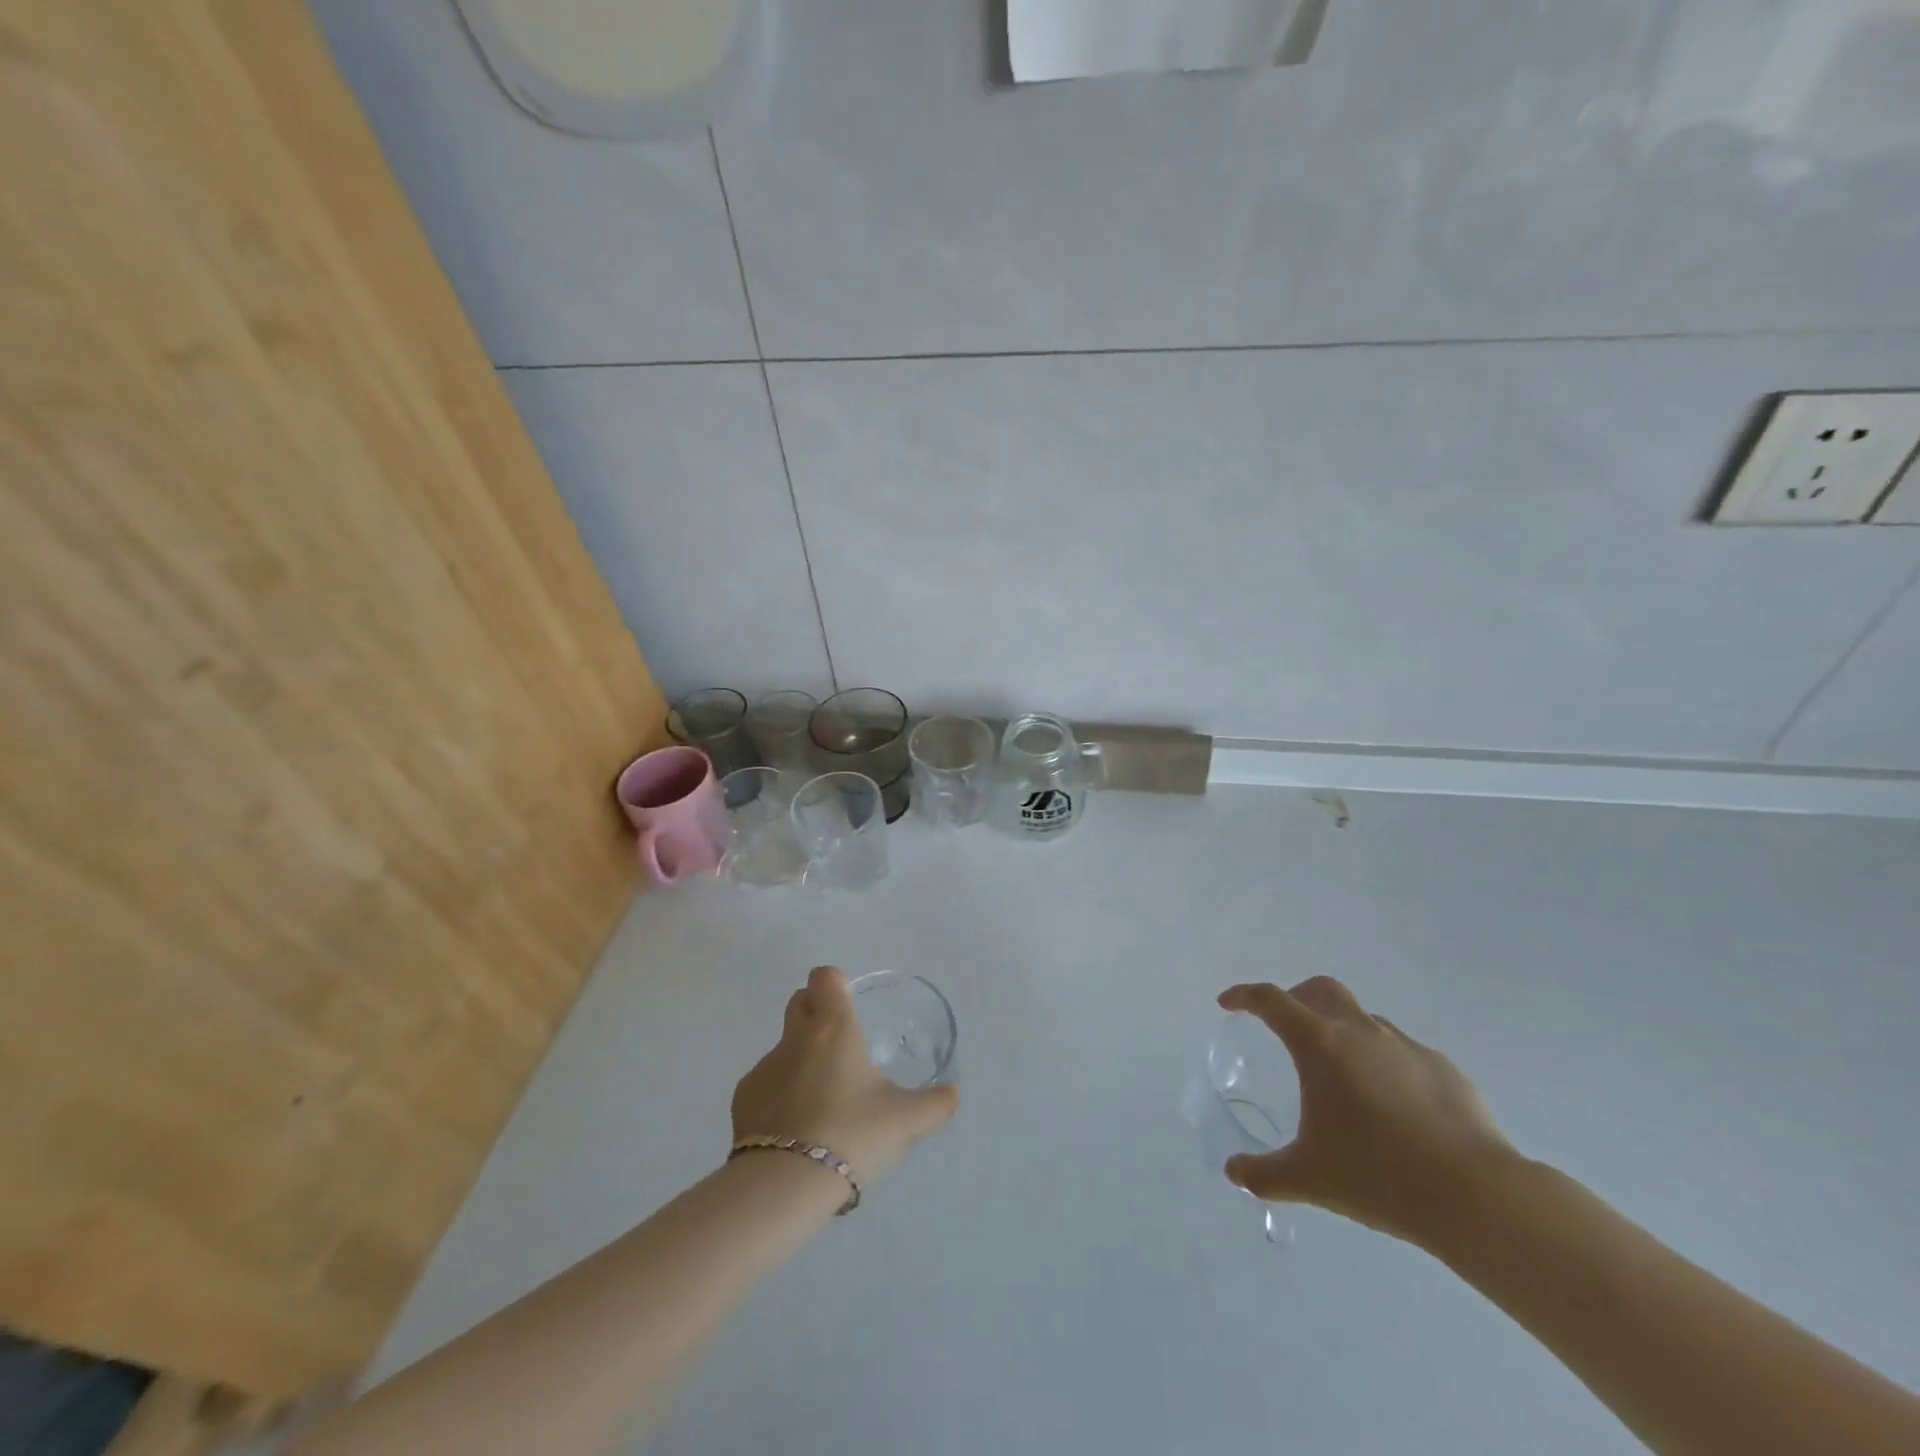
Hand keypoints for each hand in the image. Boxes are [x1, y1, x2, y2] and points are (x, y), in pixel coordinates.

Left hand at [732, 967, 958, 1185]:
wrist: (785, 1185)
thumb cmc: (852, 1134)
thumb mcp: (905, 1121)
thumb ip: (935, 1104)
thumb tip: (954, 1094)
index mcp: (834, 1027)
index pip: (824, 977)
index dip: (835, 983)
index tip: (849, 1004)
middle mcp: (795, 1037)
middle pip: (799, 1002)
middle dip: (816, 1012)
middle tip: (841, 1046)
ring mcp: (764, 1067)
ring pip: (784, 1047)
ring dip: (800, 1060)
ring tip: (822, 1102)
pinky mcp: (742, 1100)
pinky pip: (765, 1084)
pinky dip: (780, 1095)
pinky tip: (796, 1129)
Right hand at [1218, 977, 1519, 1247]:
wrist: (1476, 1196)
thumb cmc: (1378, 1176)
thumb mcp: (1308, 1178)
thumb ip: (1264, 1174)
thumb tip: (1234, 1172)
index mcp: (1320, 1044)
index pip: (1271, 1000)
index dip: (1244, 996)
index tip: (1228, 1004)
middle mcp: (1360, 1031)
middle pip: (1320, 989)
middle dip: (1296, 998)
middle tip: (1284, 1026)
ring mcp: (1406, 1046)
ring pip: (1364, 1019)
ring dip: (1343, 1032)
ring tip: (1342, 1077)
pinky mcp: (1444, 1069)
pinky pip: (1402, 1052)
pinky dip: (1384, 1063)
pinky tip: (1392, 1106)